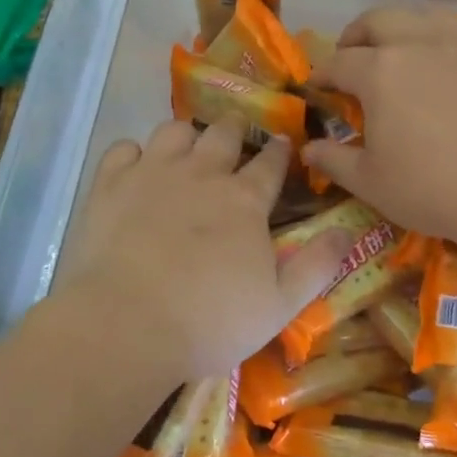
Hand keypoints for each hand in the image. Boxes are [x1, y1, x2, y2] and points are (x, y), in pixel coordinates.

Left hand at [54, 120, 353, 390]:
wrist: (127, 326)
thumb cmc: (210, 322)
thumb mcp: (280, 306)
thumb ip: (317, 266)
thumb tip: (347, 232)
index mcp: (245, 200)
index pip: (270, 163)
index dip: (279, 151)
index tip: (281, 144)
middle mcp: (202, 173)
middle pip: (223, 133)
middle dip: (234, 130)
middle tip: (234, 138)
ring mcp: (152, 173)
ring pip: (174, 130)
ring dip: (186, 135)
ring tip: (186, 149)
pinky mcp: (110, 184)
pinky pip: (123, 148)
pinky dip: (133, 154)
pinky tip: (136, 169)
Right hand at [299, 8, 456, 253]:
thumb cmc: (432, 188)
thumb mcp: (370, 182)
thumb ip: (333, 160)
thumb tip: (307, 148)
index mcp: (379, 71)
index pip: (338, 63)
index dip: (321, 75)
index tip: (315, 87)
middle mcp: (417, 43)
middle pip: (376, 21)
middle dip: (355, 37)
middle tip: (350, 60)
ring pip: (421, 16)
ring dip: (399, 30)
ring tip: (396, 54)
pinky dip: (442, 37)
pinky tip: (445, 60)